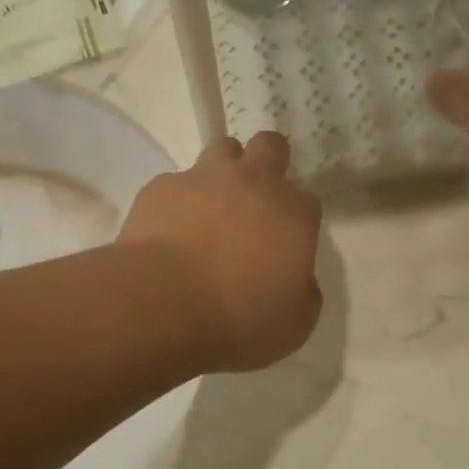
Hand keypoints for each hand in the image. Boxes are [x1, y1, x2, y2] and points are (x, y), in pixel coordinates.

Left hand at [119, 132, 324, 372]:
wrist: (164, 305)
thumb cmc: (240, 318)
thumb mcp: (295, 322)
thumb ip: (303, 290)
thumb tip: (297, 278)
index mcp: (293, 213)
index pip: (306, 201)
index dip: (296, 218)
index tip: (284, 242)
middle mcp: (253, 182)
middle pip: (270, 147)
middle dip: (268, 161)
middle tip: (256, 196)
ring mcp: (204, 178)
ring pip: (222, 150)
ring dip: (223, 171)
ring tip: (211, 205)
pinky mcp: (162, 187)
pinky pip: (176, 183)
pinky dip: (178, 201)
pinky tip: (169, 230)